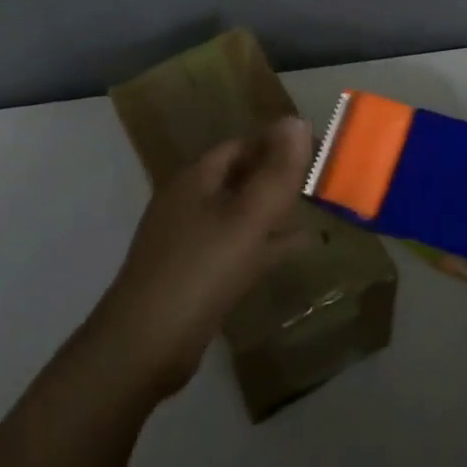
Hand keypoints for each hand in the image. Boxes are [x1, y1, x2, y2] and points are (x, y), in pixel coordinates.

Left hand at [89, 117, 316, 400]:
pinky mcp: (196, 274)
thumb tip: (298, 120)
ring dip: (275, 209)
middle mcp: (190, 202)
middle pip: (240, 177)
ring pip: (240, 213)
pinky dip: (267, 243)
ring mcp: (190, 240)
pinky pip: (238, 247)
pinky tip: (297, 248)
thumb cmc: (199, 271)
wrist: (144, 346)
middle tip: (322, 178)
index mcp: (196, 180)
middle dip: (278, 176)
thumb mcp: (247, 218)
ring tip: (317, 208)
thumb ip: (277, 172)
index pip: (241, 145)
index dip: (277, 142)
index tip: (317, 147)